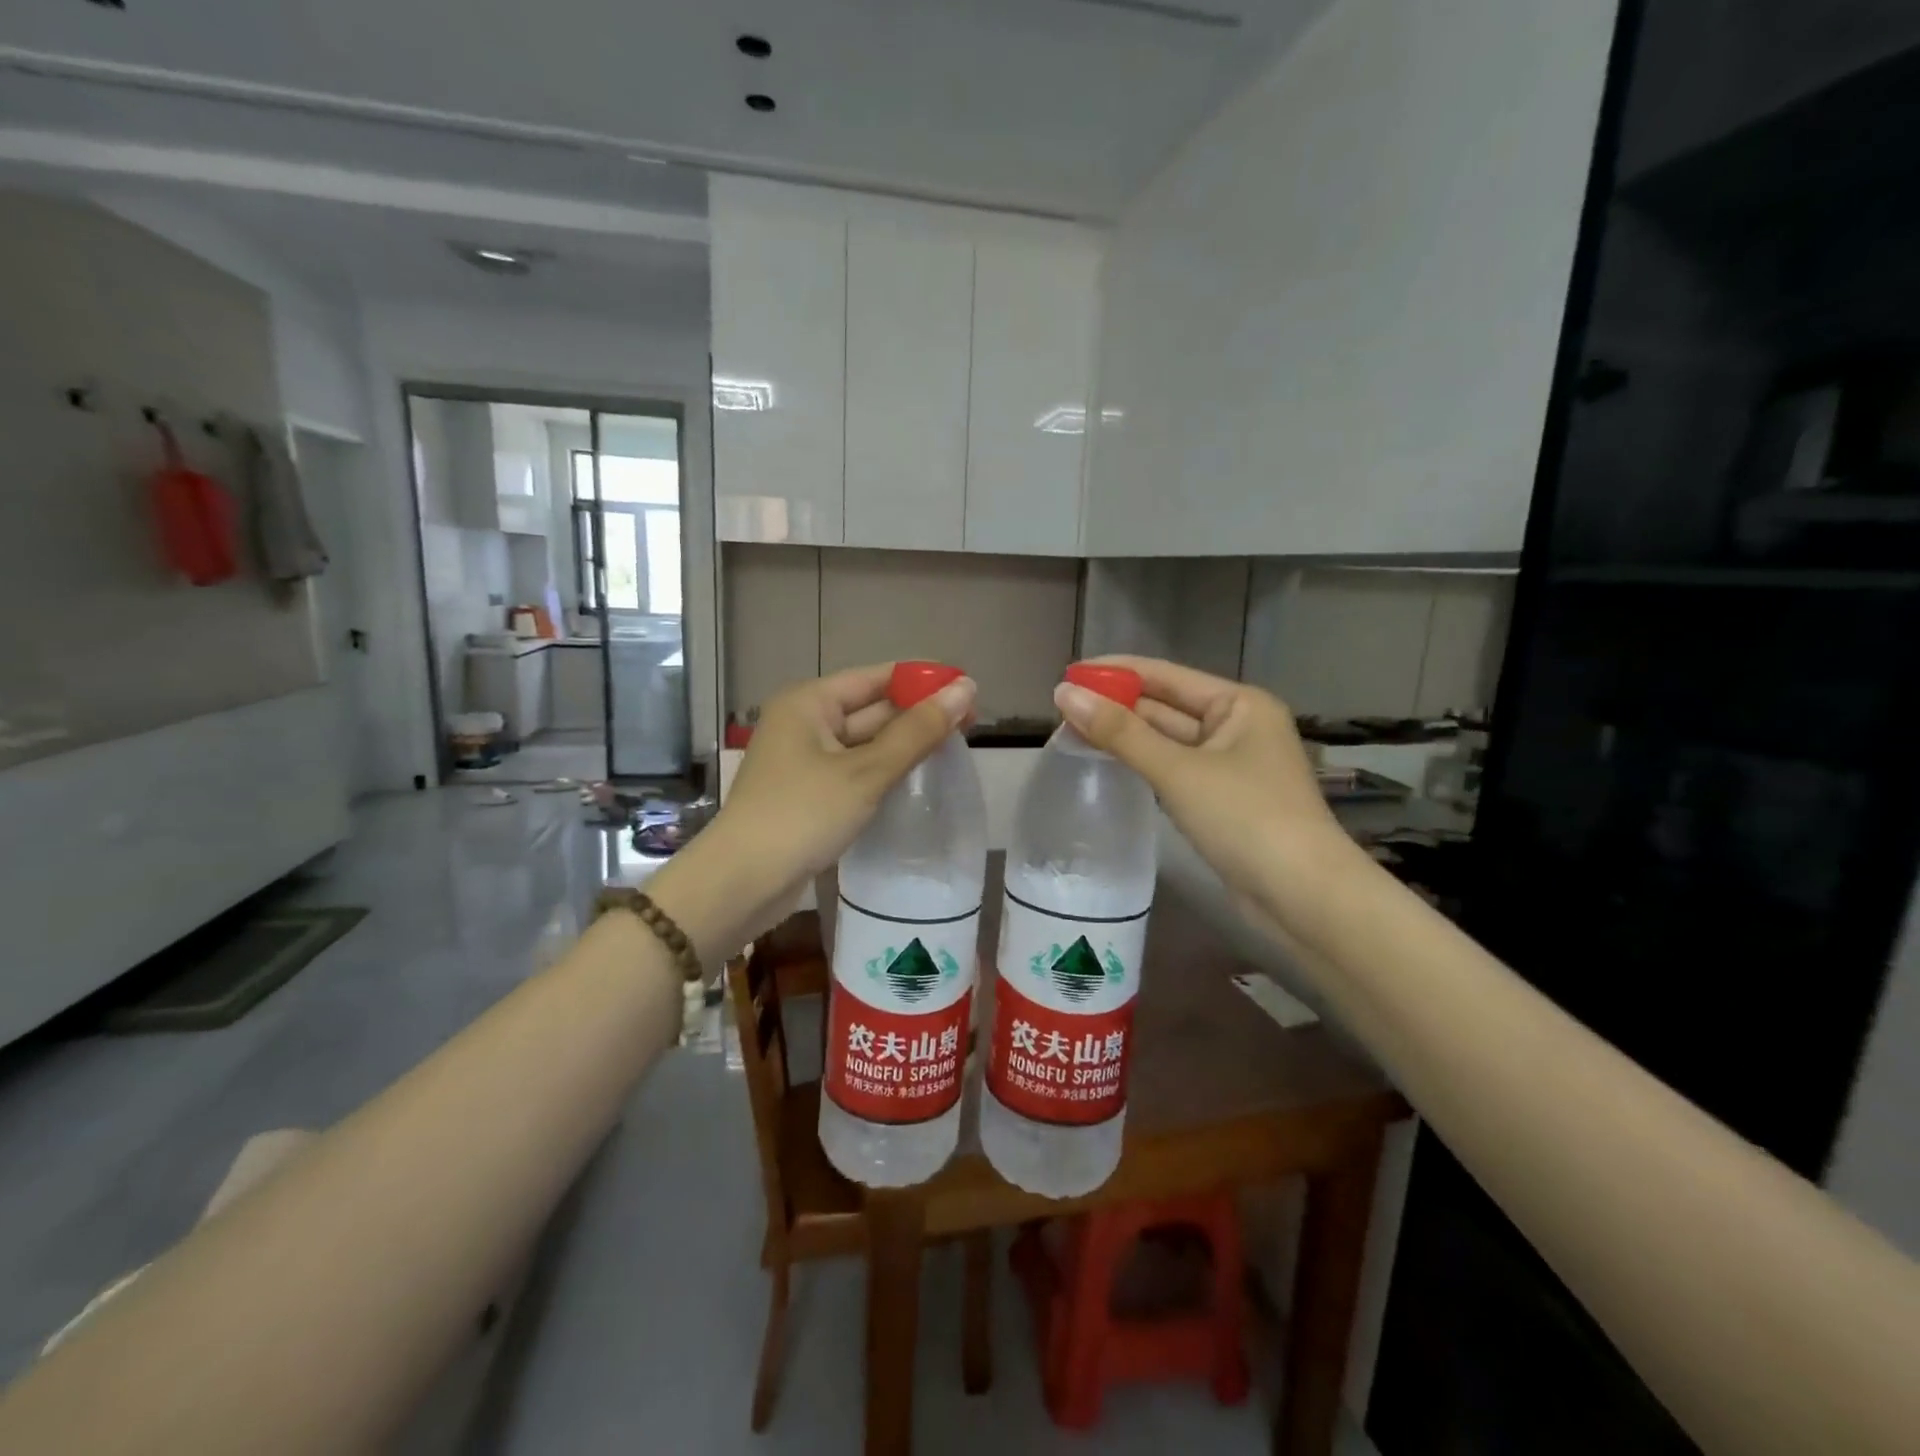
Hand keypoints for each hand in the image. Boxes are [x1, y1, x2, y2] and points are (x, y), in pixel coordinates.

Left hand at [651, 664, 975, 956]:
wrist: (742, 884)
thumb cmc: (803, 815)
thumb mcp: (866, 772)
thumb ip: (918, 731)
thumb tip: (966, 688)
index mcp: (810, 702)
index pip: (878, 677)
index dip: (923, 682)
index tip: (970, 692)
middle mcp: (805, 723)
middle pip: (872, 709)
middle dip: (917, 716)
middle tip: (973, 725)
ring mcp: (805, 760)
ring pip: (865, 743)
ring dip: (904, 746)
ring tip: (955, 749)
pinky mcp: (809, 793)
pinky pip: (855, 771)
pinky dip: (883, 772)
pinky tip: (917, 780)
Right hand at [1053, 656, 1354, 924]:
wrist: (1303, 896)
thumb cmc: (1246, 818)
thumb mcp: (1178, 771)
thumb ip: (1120, 733)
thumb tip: (1064, 694)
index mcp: (1239, 704)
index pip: (1166, 675)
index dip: (1116, 672)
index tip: (1069, 672)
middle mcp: (1238, 726)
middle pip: (1166, 706)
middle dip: (1117, 705)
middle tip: (1061, 707)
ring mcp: (1231, 766)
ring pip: (1168, 740)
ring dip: (1126, 735)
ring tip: (1073, 730)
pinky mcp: (1222, 800)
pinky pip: (1173, 769)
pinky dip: (1142, 764)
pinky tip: (1109, 763)